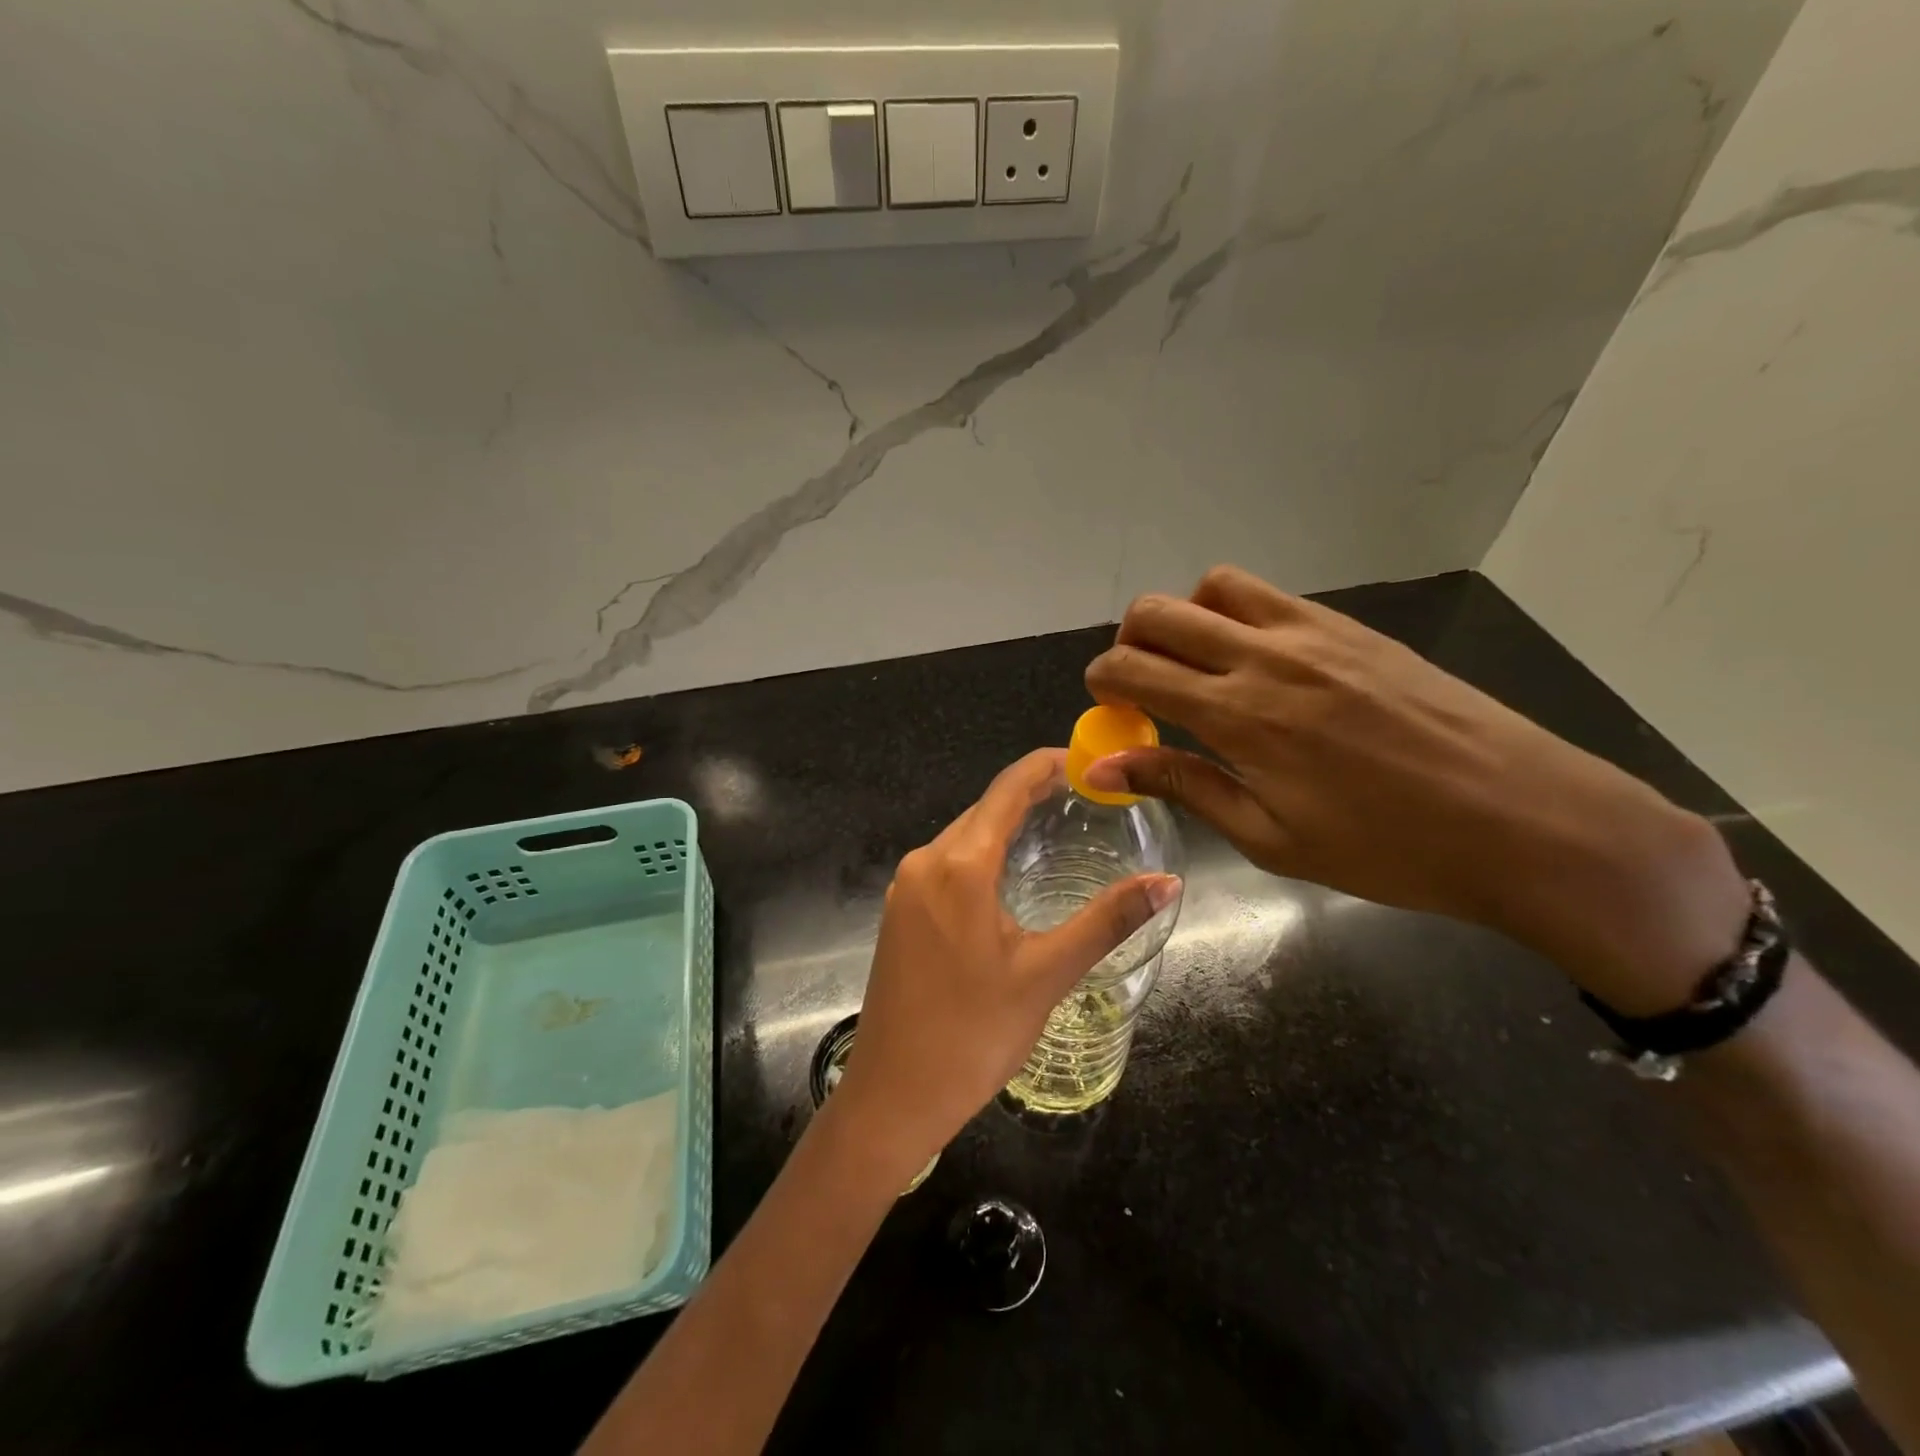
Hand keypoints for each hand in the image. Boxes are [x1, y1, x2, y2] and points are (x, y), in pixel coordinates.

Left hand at [833, 749, 1179, 1173]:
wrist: (893, 1095)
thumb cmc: (974, 1035)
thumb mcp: (1047, 975)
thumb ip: (1107, 921)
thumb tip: (1168, 882)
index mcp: (959, 866)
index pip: (1007, 790)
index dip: (1045, 766)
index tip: (1086, 761)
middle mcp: (925, 862)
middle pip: (983, 810)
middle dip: (1030, 795)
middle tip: (1084, 797)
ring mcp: (905, 887)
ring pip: (963, 837)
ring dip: (1005, 826)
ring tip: (1054, 825)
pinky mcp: (898, 911)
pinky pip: (946, 864)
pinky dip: (981, 854)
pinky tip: (1007, 873)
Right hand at [1083, 566, 1748, 1014]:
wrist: (1526, 821)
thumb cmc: (1388, 850)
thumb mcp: (1271, 838)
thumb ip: (1184, 785)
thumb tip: (1104, 766)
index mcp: (1240, 715)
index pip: (1134, 668)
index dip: (1102, 682)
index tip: (1107, 708)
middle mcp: (1267, 655)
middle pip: (1158, 611)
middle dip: (1129, 643)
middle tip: (1143, 688)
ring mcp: (1314, 631)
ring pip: (1213, 586)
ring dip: (1184, 619)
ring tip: (1199, 667)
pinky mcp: (1353, 627)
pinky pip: (1269, 597)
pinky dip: (1236, 615)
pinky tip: (1259, 666)